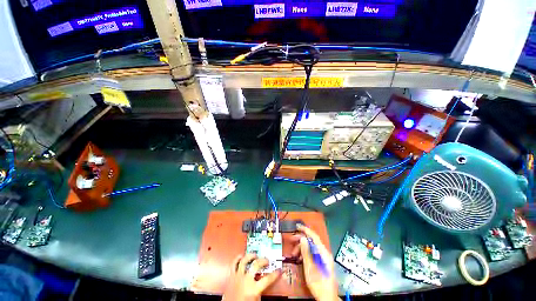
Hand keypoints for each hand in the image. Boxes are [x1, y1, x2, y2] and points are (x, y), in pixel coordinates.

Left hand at [222, 253, 280, 300]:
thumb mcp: (256, 300)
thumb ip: (261, 292)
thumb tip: (266, 285)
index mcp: (253, 289)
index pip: (268, 279)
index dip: (275, 274)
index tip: (279, 270)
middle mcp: (245, 280)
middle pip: (256, 265)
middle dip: (263, 261)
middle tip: (267, 261)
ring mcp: (237, 277)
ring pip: (244, 261)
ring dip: (250, 256)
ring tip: (255, 255)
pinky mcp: (231, 276)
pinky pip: (234, 264)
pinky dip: (237, 259)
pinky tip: (241, 256)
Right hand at [291, 224, 339, 300]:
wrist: (327, 298)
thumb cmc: (319, 284)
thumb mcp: (310, 268)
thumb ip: (306, 252)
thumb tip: (302, 238)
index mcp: (323, 252)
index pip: (314, 236)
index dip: (305, 230)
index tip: (297, 227)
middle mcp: (324, 253)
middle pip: (312, 241)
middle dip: (301, 241)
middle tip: (291, 241)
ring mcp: (323, 258)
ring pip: (311, 247)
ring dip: (302, 248)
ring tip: (294, 254)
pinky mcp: (321, 262)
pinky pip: (312, 253)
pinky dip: (305, 254)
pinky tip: (299, 258)